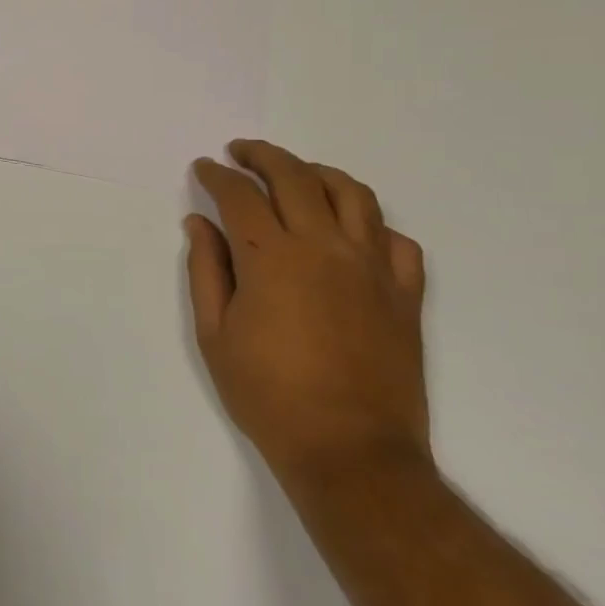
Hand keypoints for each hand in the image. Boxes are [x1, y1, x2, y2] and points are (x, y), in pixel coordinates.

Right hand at [186, 140, 429, 488]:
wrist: (351, 453)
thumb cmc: (268, 395)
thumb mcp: (215, 334)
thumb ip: (206, 270)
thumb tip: (199, 224)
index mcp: (272, 258)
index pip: (239, 195)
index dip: (216, 175)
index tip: (203, 168)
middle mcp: (324, 247)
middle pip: (294, 177)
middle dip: (261, 156)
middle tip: (240, 152)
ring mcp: (373, 268)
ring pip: (351, 194)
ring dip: (317, 173)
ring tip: (296, 174)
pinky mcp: (405, 295)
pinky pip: (396, 239)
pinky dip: (370, 223)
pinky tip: (350, 230)